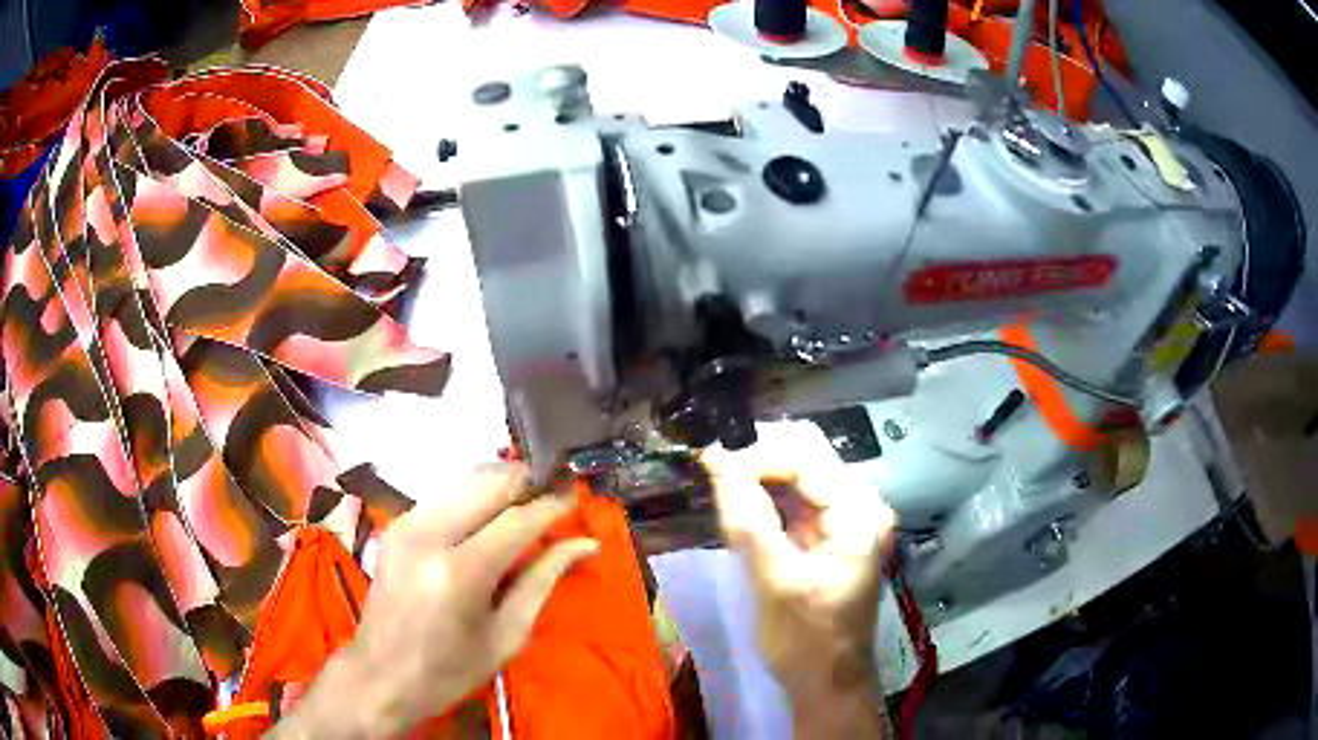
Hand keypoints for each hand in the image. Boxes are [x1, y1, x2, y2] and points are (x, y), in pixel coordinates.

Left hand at [274, 464, 597, 737]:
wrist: (381, 675)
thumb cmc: (450, 670)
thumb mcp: (506, 636)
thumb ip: (542, 581)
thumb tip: (583, 545)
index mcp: (460, 573)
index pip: (517, 520)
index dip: (552, 504)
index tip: (577, 496)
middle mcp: (429, 535)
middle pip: (488, 483)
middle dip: (527, 480)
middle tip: (556, 488)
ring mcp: (406, 524)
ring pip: (463, 477)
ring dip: (501, 480)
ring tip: (529, 496)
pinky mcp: (396, 524)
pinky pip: (443, 492)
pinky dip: (473, 492)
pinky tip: (491, 509)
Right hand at [704, 423, 895, 737]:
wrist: (826, 683)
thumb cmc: (805, 640)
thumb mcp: (774, 581)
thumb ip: (747, 519)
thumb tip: (715, 459)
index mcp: (859, 513)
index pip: (805, 458)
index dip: (755, 454)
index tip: (708, 463)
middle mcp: (861, 505)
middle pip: (807, 456)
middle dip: (757, 457)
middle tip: (710, 468)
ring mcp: (847, 519)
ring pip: (799, 473)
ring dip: (759, 473)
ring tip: (718, 481)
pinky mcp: (830, 534)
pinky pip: (795, 498)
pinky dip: (766, 495)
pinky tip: (739, 502)